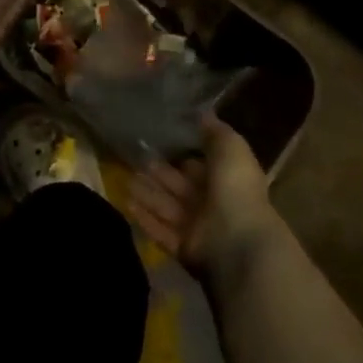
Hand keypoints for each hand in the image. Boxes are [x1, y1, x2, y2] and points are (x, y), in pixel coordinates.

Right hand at [127, 116, 281, 282]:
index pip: (199, 166)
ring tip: (124, 179)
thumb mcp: (231, 148)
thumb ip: (215, 131)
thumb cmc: (236, 188)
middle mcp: (212, 203)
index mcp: (226, 180)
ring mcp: (197, 228)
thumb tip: (202, 113)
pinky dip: (145, 218)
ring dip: (147, 194)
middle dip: (158, 174)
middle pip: (179, 186)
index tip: (157, 141)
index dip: (181, 155)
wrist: (237, 240)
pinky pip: (160, 231)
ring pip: (166, 207)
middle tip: (134, 159)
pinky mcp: (183, 249)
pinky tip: (127, 203)